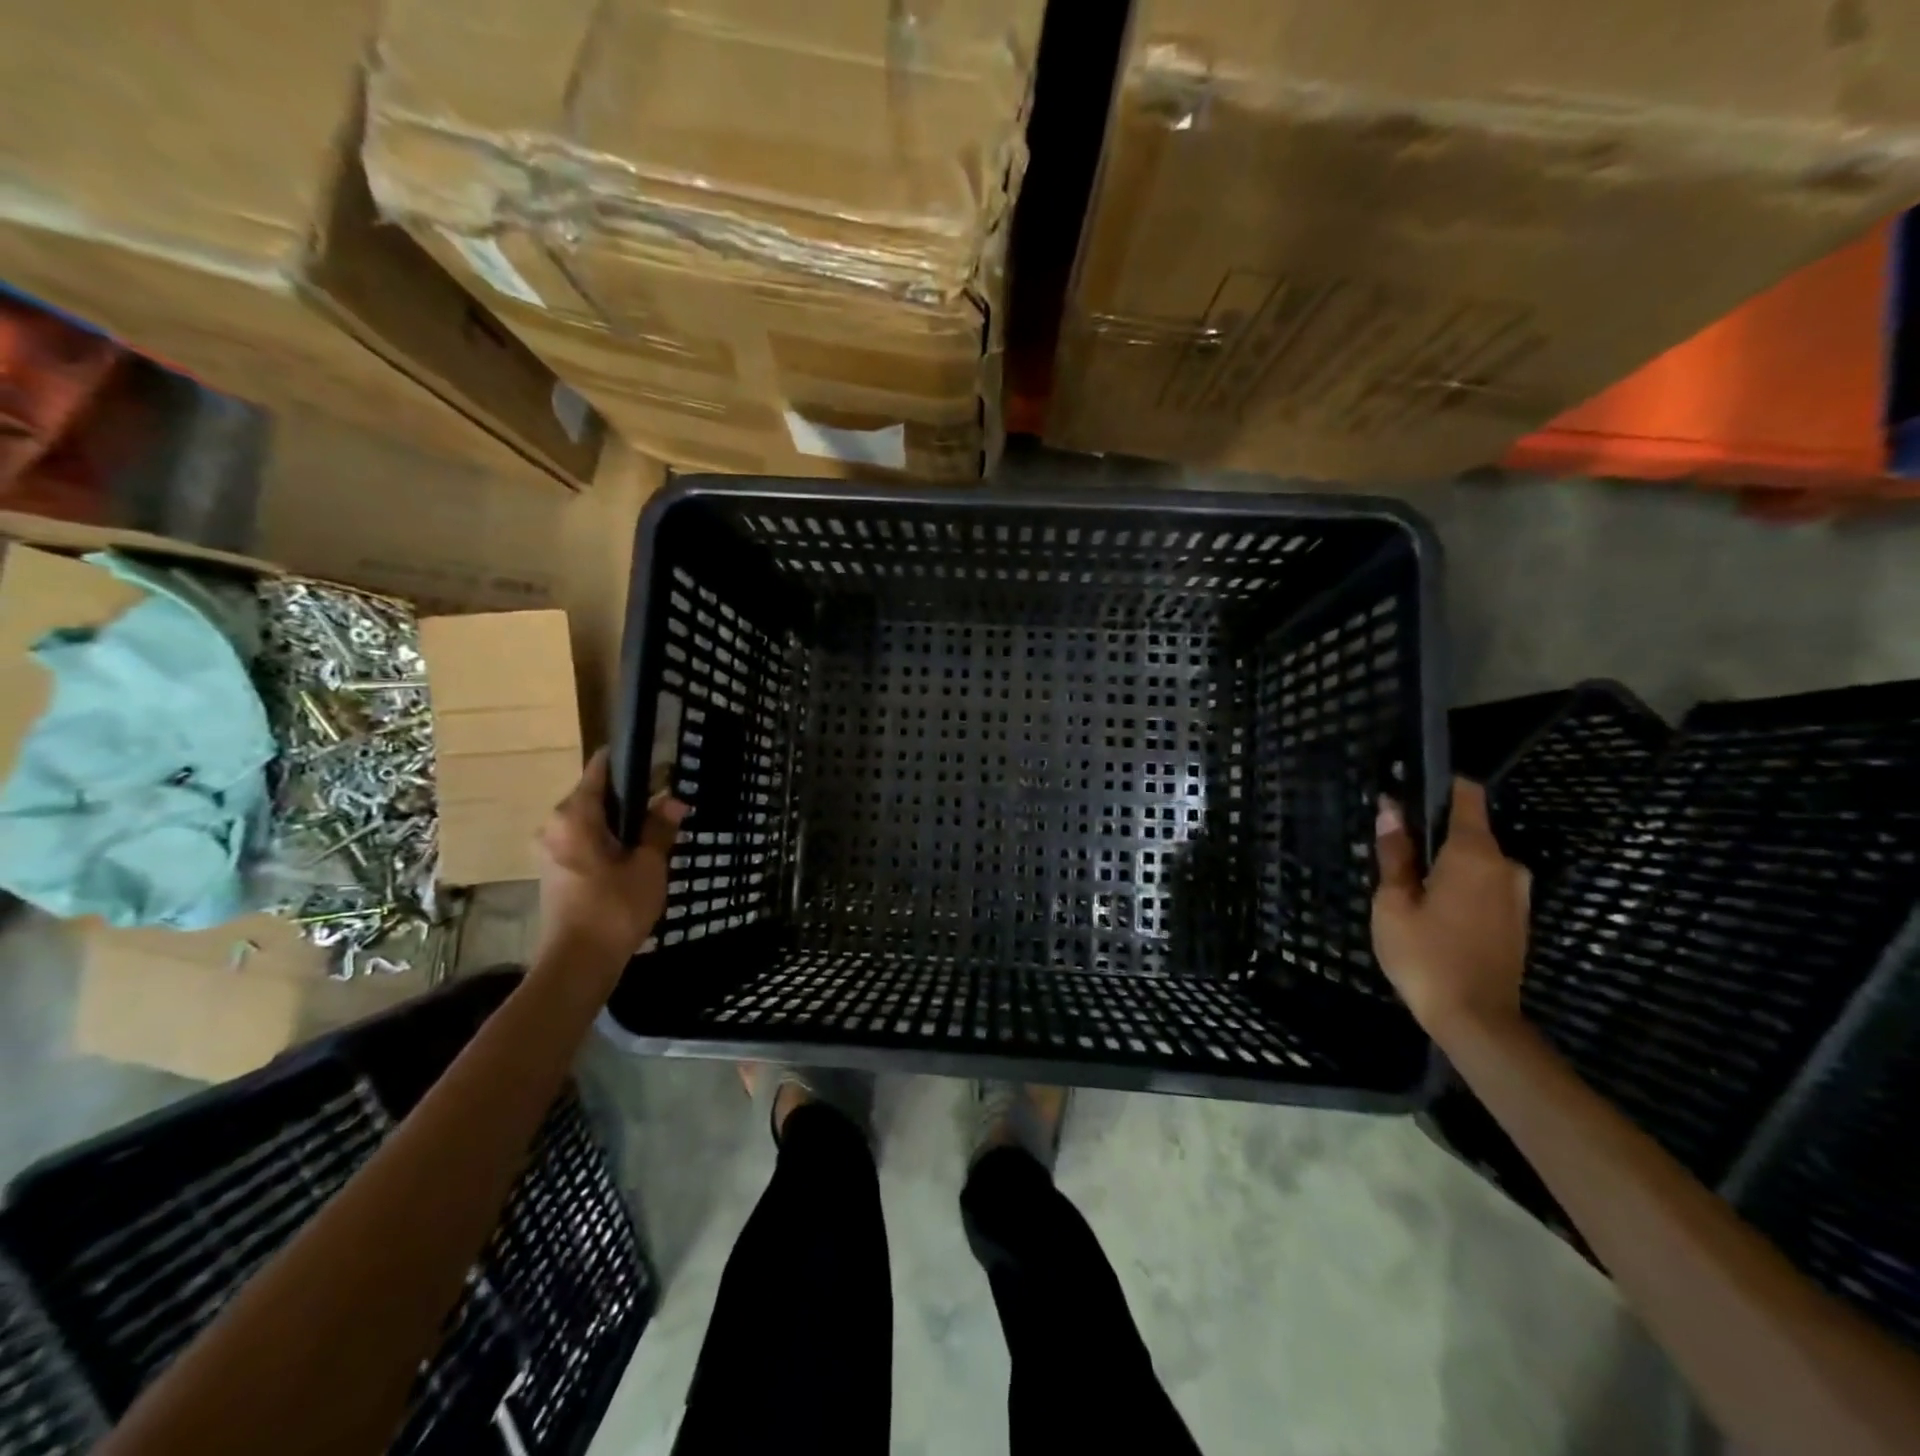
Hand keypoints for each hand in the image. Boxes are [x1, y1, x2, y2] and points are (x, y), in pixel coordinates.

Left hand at [535, 748, 687, 968]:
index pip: (601, 768)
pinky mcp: (556, 870)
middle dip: (633, 796)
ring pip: (592, 820)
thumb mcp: (648, 865)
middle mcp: (555, 824)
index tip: (660, 762)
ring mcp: (551, 848)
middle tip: (669, 801)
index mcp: (574, 815)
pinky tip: (637, 853)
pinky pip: (586, 840)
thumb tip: (673, 800)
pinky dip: (610, 840)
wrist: (578, 964)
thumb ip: (659, 828)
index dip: (631, 761)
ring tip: (659, 828)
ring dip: (623, 821)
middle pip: (597, 794)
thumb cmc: (614, 908)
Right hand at [1373, 778, 1530, 1036]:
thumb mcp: (1393, 903)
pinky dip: (1459, 888)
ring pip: (1475, 862)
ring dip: (1445, 867)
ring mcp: (1517, 895)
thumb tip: (1391, 810)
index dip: (1440, 786)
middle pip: (1467, 832)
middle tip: (1394, 860)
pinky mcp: (1518, 920)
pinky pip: (1484, 886)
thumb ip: (1394, 854)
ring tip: (1409, 892)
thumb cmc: (1425, 955)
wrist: (1476, 1020)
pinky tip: (1433, 914)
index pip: (1467, 796)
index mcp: (1474, 854)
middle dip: (1432, 838)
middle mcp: (1506, 866)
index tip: (1409, 792)